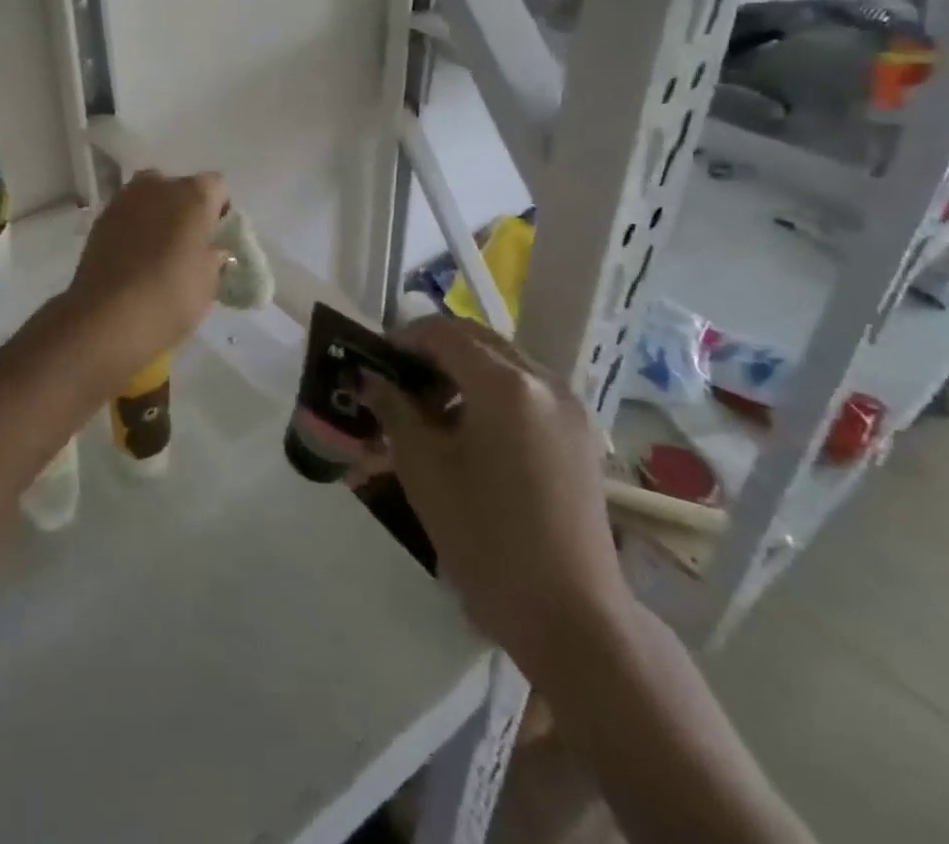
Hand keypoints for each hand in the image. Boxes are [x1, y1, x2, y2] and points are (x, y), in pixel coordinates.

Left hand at [63, 170, 229, 378]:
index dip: (219, 211)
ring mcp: (125, 199)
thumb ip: (214, 256)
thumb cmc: (171, 296)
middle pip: (179, 189)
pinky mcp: (100, 219)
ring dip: (157, 217)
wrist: (108, 317)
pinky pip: (127, 216)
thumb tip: (211, 250)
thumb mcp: (210, 281)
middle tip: (188, 245)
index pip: (217, 188)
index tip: (217, 238)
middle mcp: (159, 185)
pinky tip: (134, 259)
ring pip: (150, 199)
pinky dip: (133, 229)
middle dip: (185, 210)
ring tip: (158, 252)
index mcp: (194, 194)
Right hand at [361, 317, 630, 677]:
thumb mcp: (423, 467)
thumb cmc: (485, 537)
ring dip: (463, 371)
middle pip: (478, 339)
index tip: (375, 362)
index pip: (444, 333)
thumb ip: (393, 409)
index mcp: (505, 382)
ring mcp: (568, 407)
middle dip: (433, 351)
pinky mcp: (579, 434)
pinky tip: (471, 434)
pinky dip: (492, 393)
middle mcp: (543, 380)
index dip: (403, 339)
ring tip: (431, 412)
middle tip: (399, 383)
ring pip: (504, 363)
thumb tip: (368, 377)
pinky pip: (527, 391)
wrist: (570, 615)